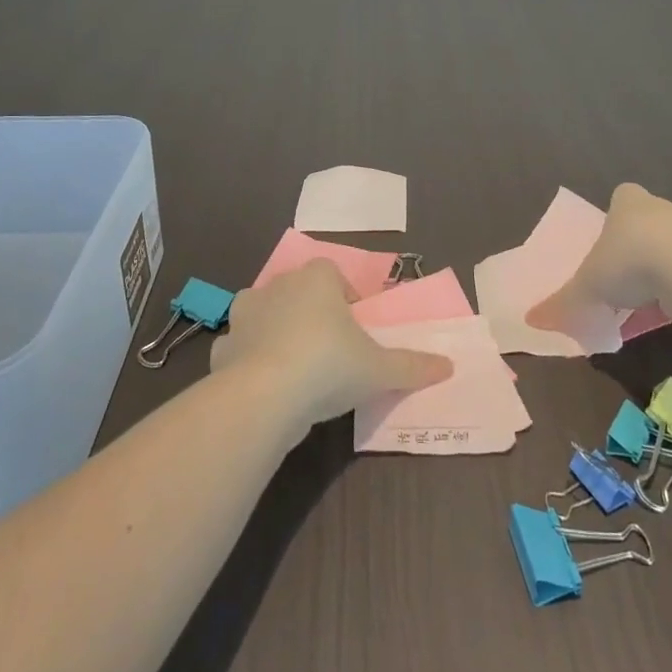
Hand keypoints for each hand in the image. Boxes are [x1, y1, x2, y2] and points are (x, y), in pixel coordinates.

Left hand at [211, 260, 454, 430]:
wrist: (264, 397)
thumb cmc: (329, 366)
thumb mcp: (380, 369)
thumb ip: (413, 366)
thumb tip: (448, 366)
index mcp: (317, 278)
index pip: (333, 274)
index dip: (345, 300)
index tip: (355, 330)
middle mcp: (278, 285)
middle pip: (299, 292)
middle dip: (312, 314)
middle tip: (330, 351)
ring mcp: (244, 315)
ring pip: (266, 315)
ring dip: (277, 332)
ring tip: (297, 369)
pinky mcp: (223, 347)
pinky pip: (241, 347)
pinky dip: (250, 361)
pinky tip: (264, 387)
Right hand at [527, 182, 671, 333]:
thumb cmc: (629, 262)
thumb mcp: (587, 286)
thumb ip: (563, 303)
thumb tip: (532, 320)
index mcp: (628, 203)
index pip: (624, 196)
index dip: (619, 214)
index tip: (613, 238)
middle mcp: (663, 209)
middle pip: (655, 216)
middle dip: (647, 238)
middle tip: (633, 268)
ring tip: (655, 293)